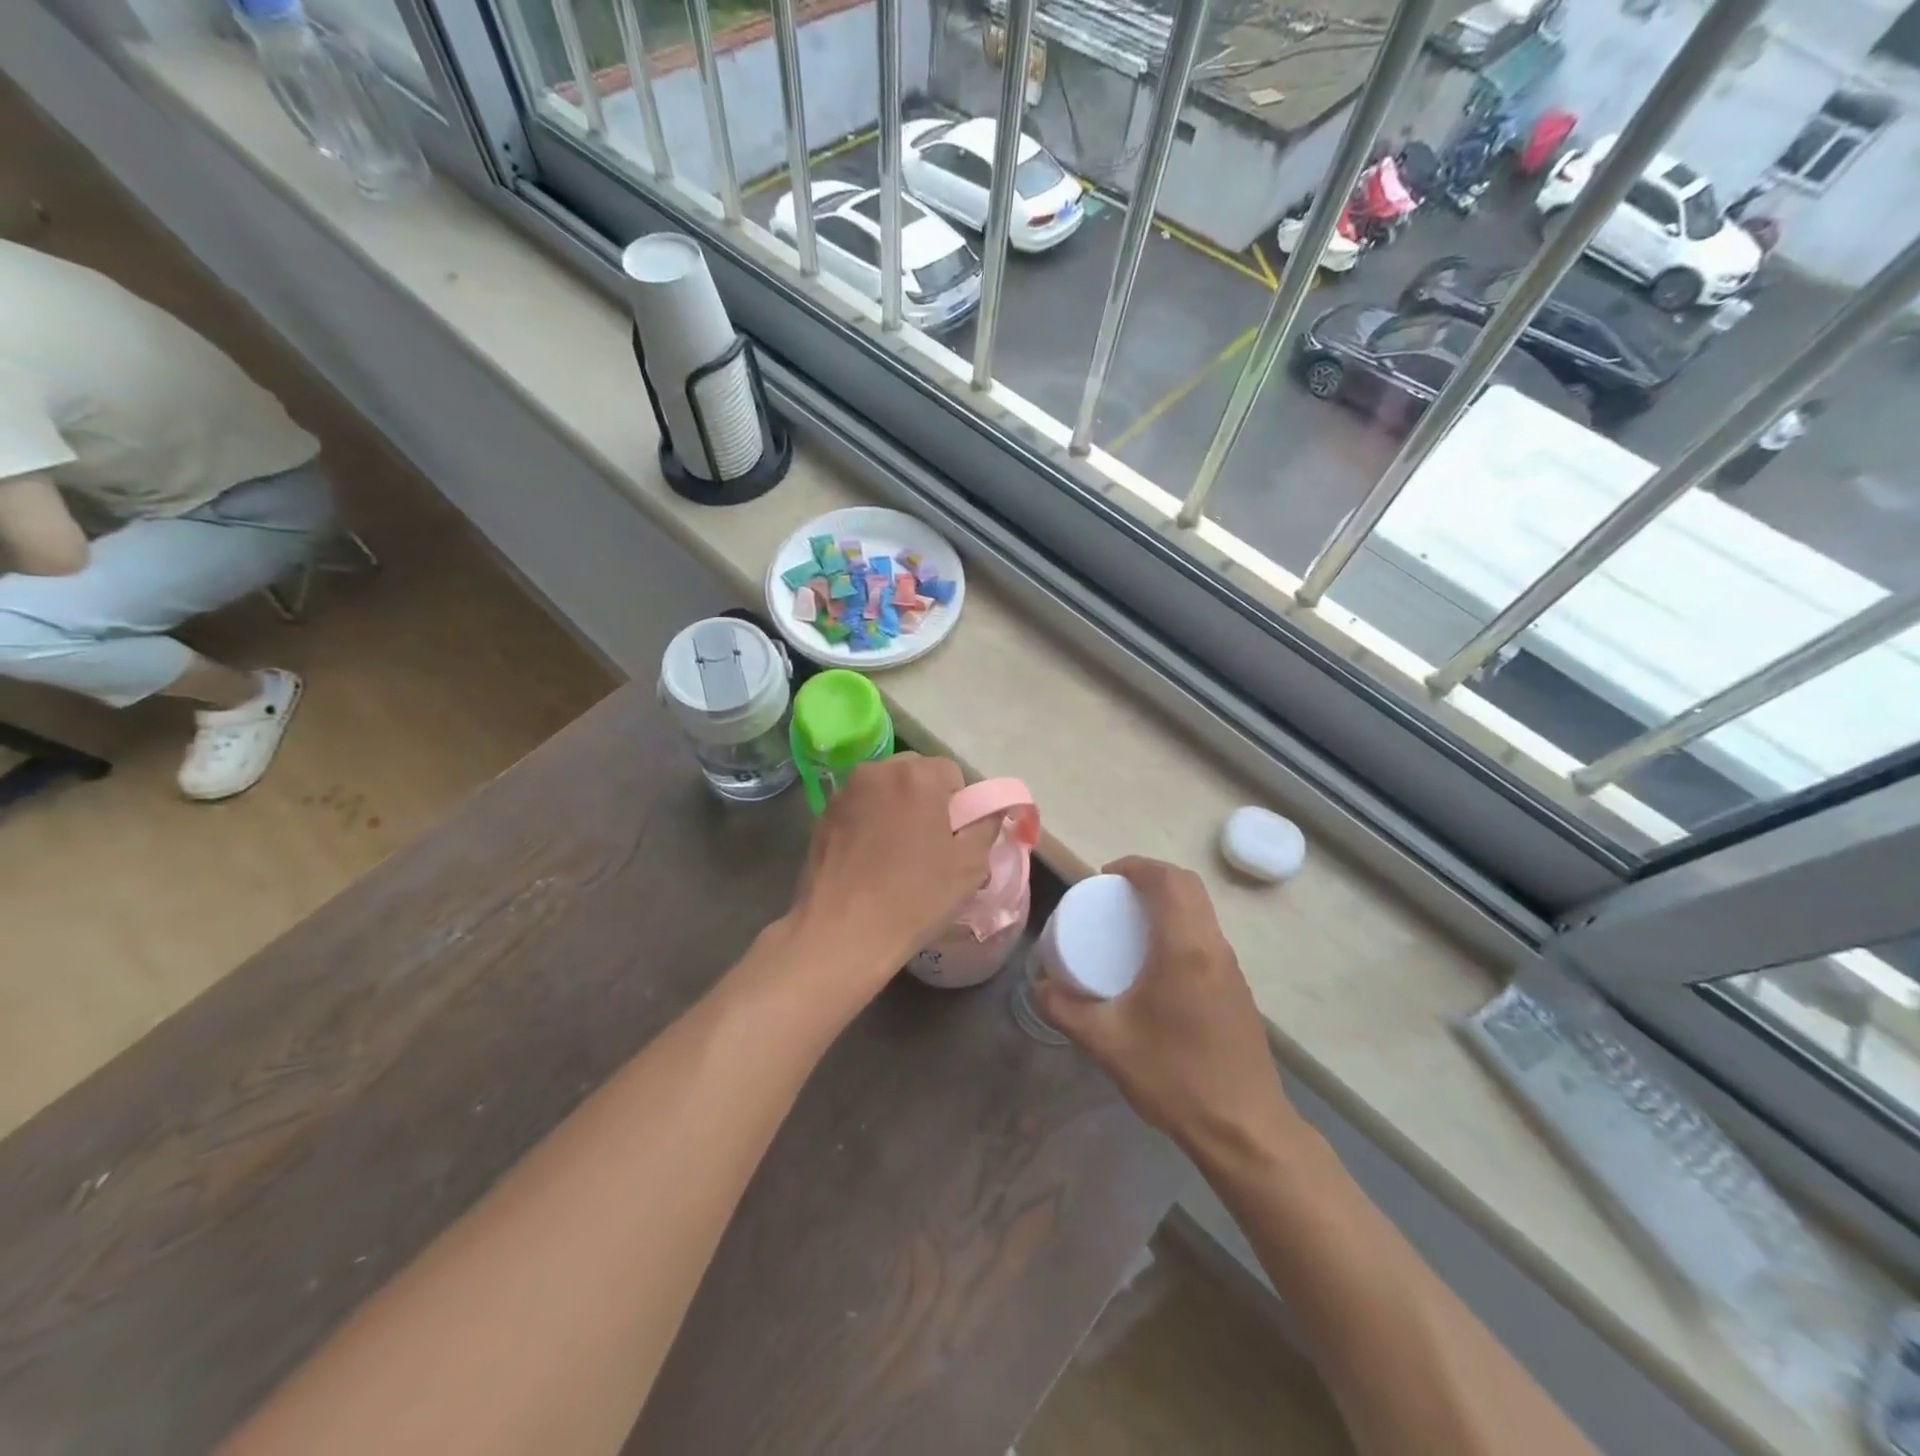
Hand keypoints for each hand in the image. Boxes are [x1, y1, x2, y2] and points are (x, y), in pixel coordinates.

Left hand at [789, 753, 997, 993]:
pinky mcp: (823, 815)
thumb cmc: (915, 896)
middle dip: (927, 799)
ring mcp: (845, 792)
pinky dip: (869, 822)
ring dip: (896, 807)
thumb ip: (986, 826)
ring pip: (884, 789)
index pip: (951, 772)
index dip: (960, 803)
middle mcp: (878, 771)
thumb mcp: (970, 865)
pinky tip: (869, 859)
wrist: (842, 931)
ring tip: (897, 852)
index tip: (956, 836)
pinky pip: (859, 808)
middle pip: (915, 773)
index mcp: (918, 775)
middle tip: (930, 842)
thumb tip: (989, 810)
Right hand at [1036, 857, 1296, 1157]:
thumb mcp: (1106, 1043)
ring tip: (1130, 924)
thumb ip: (1064, 1010)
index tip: (1105, 876)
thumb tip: (1038, 985)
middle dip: (1151, 878)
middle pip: (1189, 887)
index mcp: (1185, 948)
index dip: (1136, 866)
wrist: (1245, 1130)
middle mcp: (1214, 947)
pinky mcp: (1237, 990)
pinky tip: (1155, 964)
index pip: (1168, 881)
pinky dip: (1180, 927)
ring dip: (1169, 902)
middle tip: (1114, 895)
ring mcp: (1231, 969)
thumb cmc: (1174, 1077)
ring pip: (1202, 911)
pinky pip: (1207, 937)